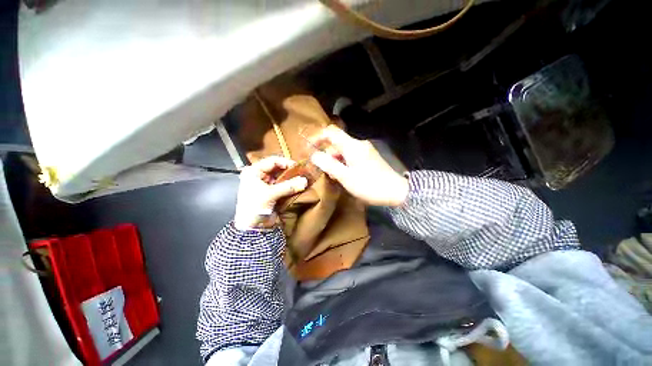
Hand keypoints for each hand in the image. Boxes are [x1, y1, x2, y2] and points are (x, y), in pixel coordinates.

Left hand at [234, 156, 307, 229]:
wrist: (251, 228)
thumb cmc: (255, 207)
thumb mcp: (270, 194)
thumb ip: (288, 186)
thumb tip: (305, 181)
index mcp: (254, 171)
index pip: (272, 161)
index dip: (286, 162)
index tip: (298, 167)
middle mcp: (259, 175)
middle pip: (277, 168)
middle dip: (290, 171)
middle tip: (302, 173)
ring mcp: (265, 184)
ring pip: (281, 177)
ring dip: (291, 178)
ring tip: (301, 179)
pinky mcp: (271, 192)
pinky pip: (283, 185)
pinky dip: (290, 185)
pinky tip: (298, 186)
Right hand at [310, 126, 408, 206]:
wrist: (395, 191)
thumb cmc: (369, 185)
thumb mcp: (346, 177)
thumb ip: (329, 165)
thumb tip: (314, 155)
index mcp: (352, 146)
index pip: (331, 132)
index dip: (318, 137)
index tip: (308, 147)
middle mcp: (358, 144)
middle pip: (336, 144)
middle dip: (327, 156)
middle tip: (323, 172)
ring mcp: (364, 151)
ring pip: (343, 152)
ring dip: (335, 162)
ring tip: (334, 177)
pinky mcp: (368, 158)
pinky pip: (351, 157)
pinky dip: (343, 164)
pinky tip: (344, 176)